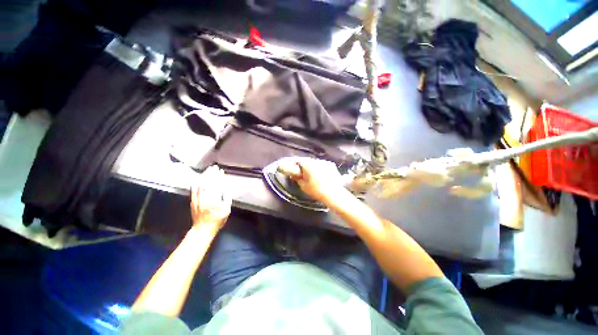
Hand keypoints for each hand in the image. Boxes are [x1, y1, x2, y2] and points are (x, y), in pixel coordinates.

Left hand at [190, 166, 231, 231]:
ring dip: (205, 176)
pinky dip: (196, 183)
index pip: (217, 185)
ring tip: (208, 170)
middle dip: (212, 174)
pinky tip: (198, 178)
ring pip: (201, 184)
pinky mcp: (193, 201)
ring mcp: (198, 199)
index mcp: (215, 199)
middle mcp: (206, 197)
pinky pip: (194, 190)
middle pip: (209, 183)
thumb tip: (225, 188)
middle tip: (214, 167)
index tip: (220, 171)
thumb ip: (226, 198)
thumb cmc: (217, 220)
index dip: (219, 177)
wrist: (203, 228)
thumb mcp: (227, 210)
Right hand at [278, 157, 346, 203]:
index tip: (289, 166)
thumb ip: (297, 178)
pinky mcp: (331, 165)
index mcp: (308, 164)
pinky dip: (318, 168)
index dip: (292, 163)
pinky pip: (322, 165)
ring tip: (309, 173)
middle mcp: (316, 160)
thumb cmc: (316, 190)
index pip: (297, 160)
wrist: (334, 194)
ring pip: (314, 162)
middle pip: (306, 160)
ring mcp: (325, 162)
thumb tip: (293, 175)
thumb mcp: (303, 185)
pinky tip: (319, 175)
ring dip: (311, 166)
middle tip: (299, 171)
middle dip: (302, 165)